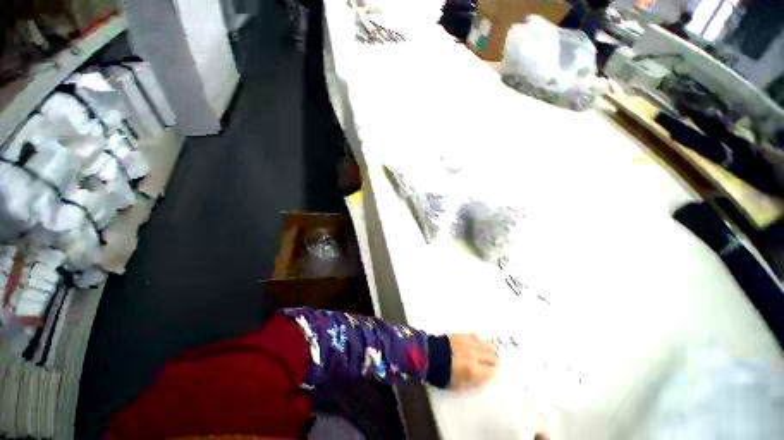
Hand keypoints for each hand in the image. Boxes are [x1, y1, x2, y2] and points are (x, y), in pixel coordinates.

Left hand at [446, 334, 497, 390]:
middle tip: (491, 365)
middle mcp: (475, 355)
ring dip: (489, 350)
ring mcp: (470, 343)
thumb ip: (473, 383)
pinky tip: (476, 344)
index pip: (492, 373)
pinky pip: (476, 336)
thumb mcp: (458, 386)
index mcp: (474, 370)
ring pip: (487, 344)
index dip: (492, 375)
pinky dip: (478, 340)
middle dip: (494, 362)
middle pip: (493, 357)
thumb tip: (483, 380)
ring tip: (486, 353)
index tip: (490, 376)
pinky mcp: (463, 335)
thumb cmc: (443, 374)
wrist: (430, 355)